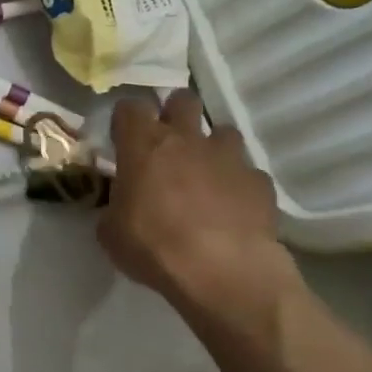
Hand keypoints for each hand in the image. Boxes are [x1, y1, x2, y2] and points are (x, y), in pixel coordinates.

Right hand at [98, 91, 299, 328]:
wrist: (223, 271)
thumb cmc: (154, 247)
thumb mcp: (112, 233)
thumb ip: (114, 206)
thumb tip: (120, 203)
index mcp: (144, 145)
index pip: (130, 107)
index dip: (127, 120)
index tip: (124, 139)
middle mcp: (187, 138)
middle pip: (182, 100)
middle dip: (175, 114)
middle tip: (168, 143)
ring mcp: (228, 156)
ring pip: (222, 131)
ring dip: (212, 147)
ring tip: (206, 174)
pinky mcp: (259, 180)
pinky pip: (248, 172)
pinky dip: (239, 184)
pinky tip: (234, 208)